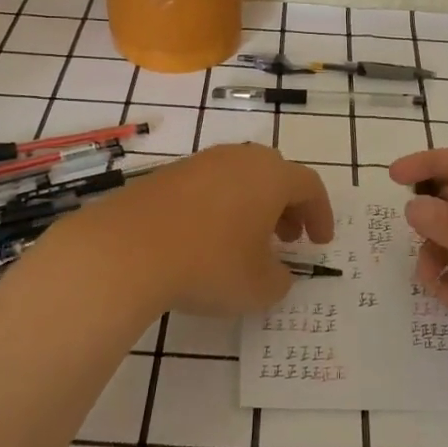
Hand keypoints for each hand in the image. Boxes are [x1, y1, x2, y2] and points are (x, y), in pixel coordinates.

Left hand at [55, 144, 333, 316]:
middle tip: (286, 239)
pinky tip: (205, 239)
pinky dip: (218, 208)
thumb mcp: (259, 287)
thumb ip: (280, 280)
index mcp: (270, 176)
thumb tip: (276, 273)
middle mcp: (238, 159)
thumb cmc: (208, 264)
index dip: (320, 214)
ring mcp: (198, 163)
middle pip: (274, 175)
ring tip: (245, 242)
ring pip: (238, 178)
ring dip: (251, 206)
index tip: (319, 243)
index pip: (309, 186)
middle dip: (286, 207)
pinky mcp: (165, 175)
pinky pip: (206, 186)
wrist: (126, 249)